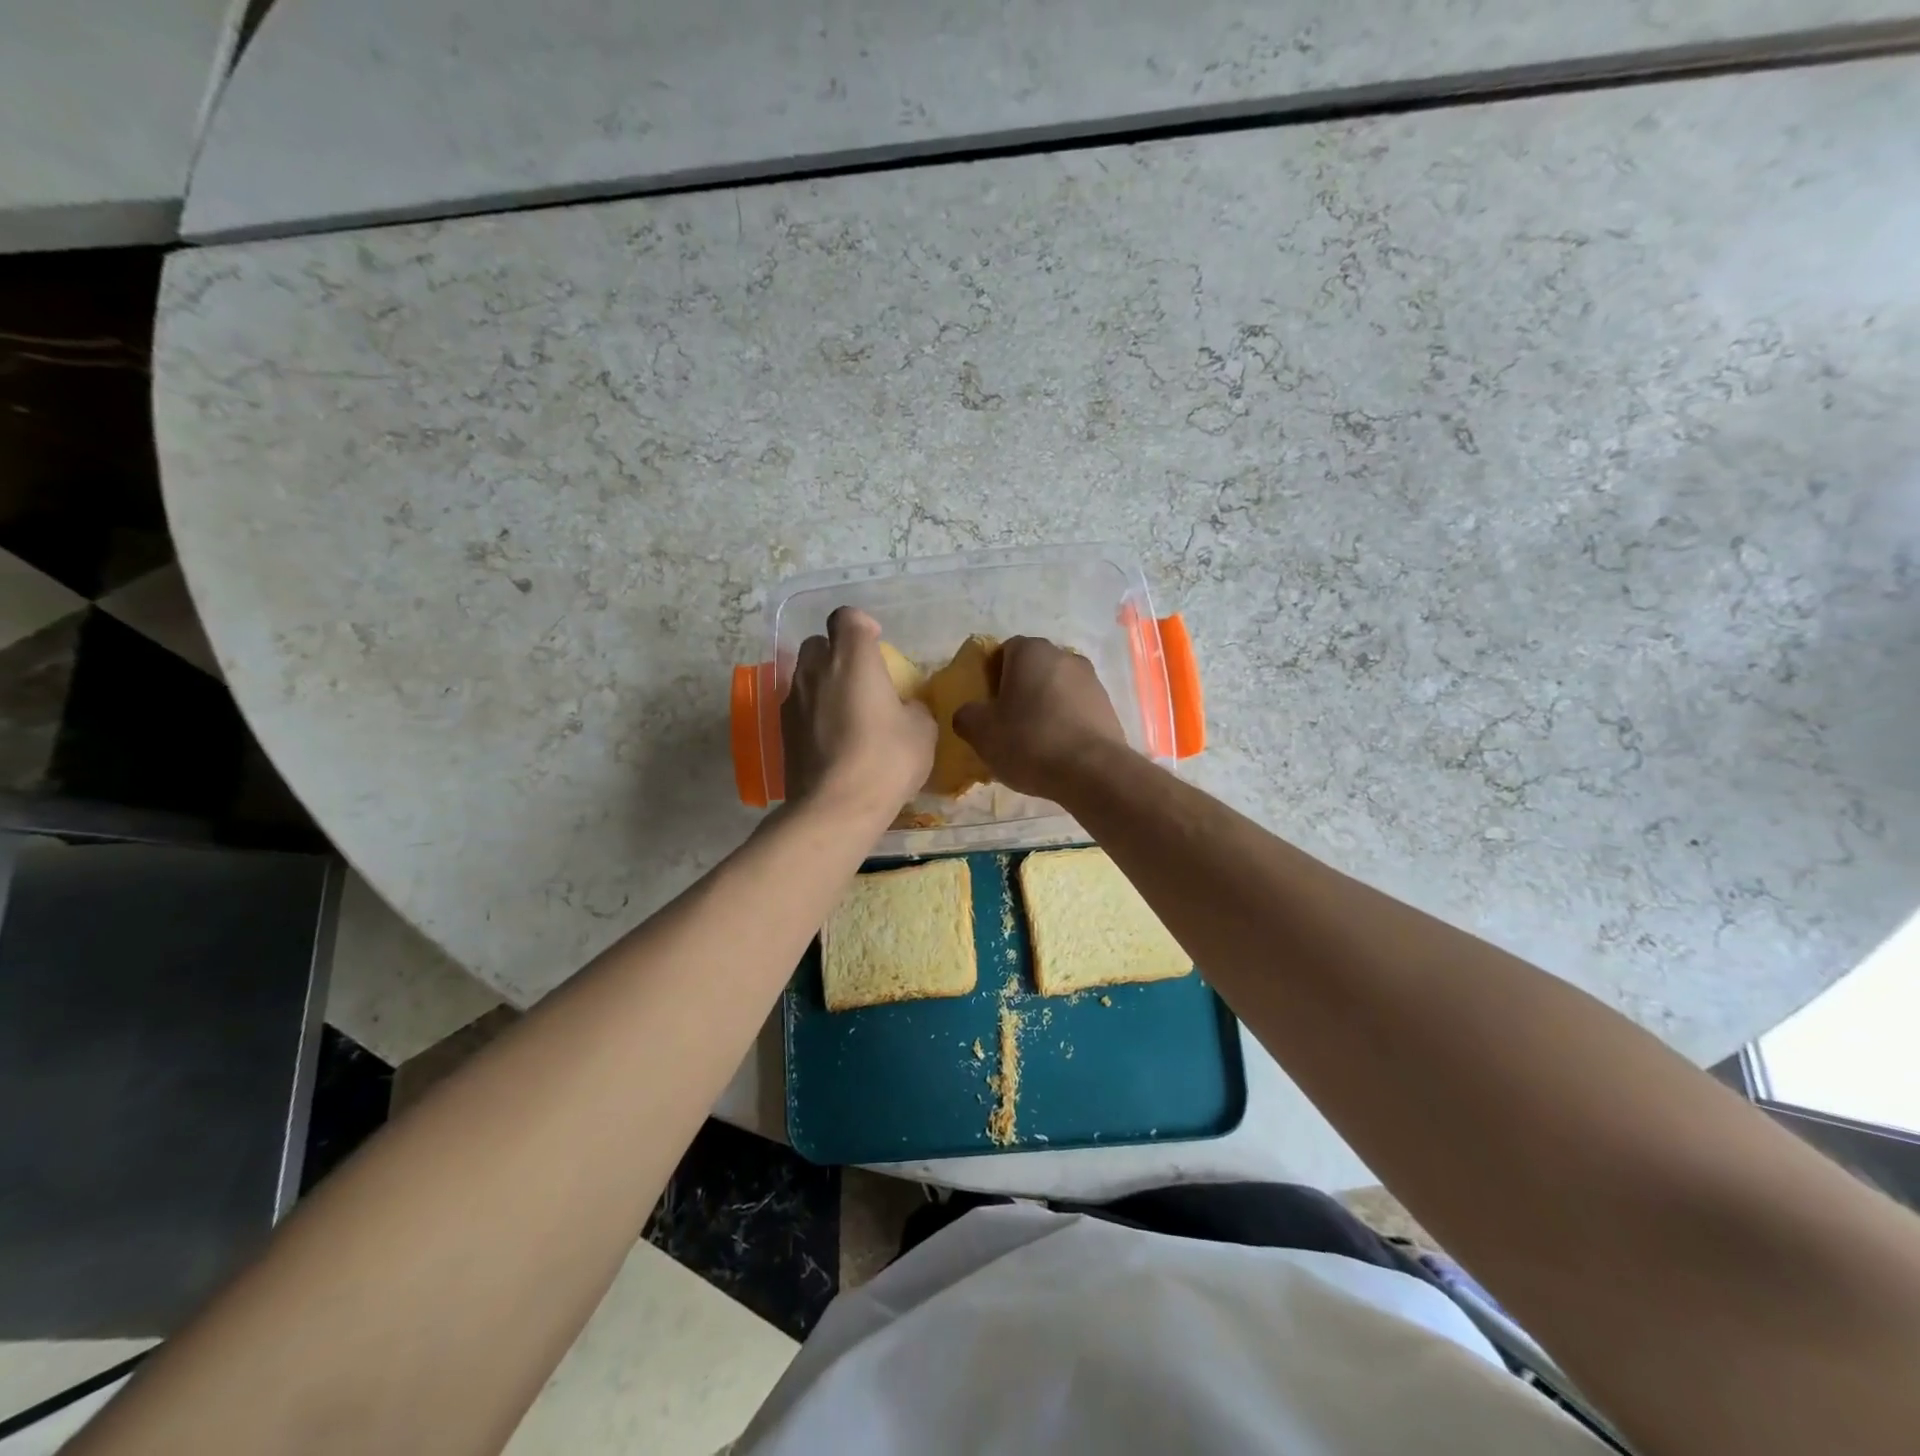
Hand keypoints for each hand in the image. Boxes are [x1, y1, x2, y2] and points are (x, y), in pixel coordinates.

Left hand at [782, 607, 935, 818]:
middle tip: (860, 680)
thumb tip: (905, 708)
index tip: (877, 644)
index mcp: (853, 658)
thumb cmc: (886, 759)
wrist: (836, 806)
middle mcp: (816, 670)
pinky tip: (831, 739)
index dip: (862, 625)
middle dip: (837, 653)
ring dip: (823, 684)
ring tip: (845, 712)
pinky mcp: (780, 730)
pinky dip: (813, 713)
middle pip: (819, 644)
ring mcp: (793, 700)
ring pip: (805, 676)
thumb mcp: (922, 731)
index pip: (847, 617)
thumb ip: (913, 708)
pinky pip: (798, 707)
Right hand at [952, 636, 1127, 796]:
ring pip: (1056, 689)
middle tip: (1006, 723)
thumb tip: (969, 714)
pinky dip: (1064, 723)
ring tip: (1033, 742)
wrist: (1092, 771)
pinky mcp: (1108, 707)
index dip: (991, 676)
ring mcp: (1092, 680)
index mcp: (1031, 651)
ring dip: (1043, 707)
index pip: (1004, 651)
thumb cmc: (1029, 741)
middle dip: (1019, 691)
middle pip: (1033, 669)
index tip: (987, 704)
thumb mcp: (981, 732)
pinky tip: (1057, 750)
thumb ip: (966, 715)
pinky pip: (1076, 710)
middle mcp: (1065, 656)